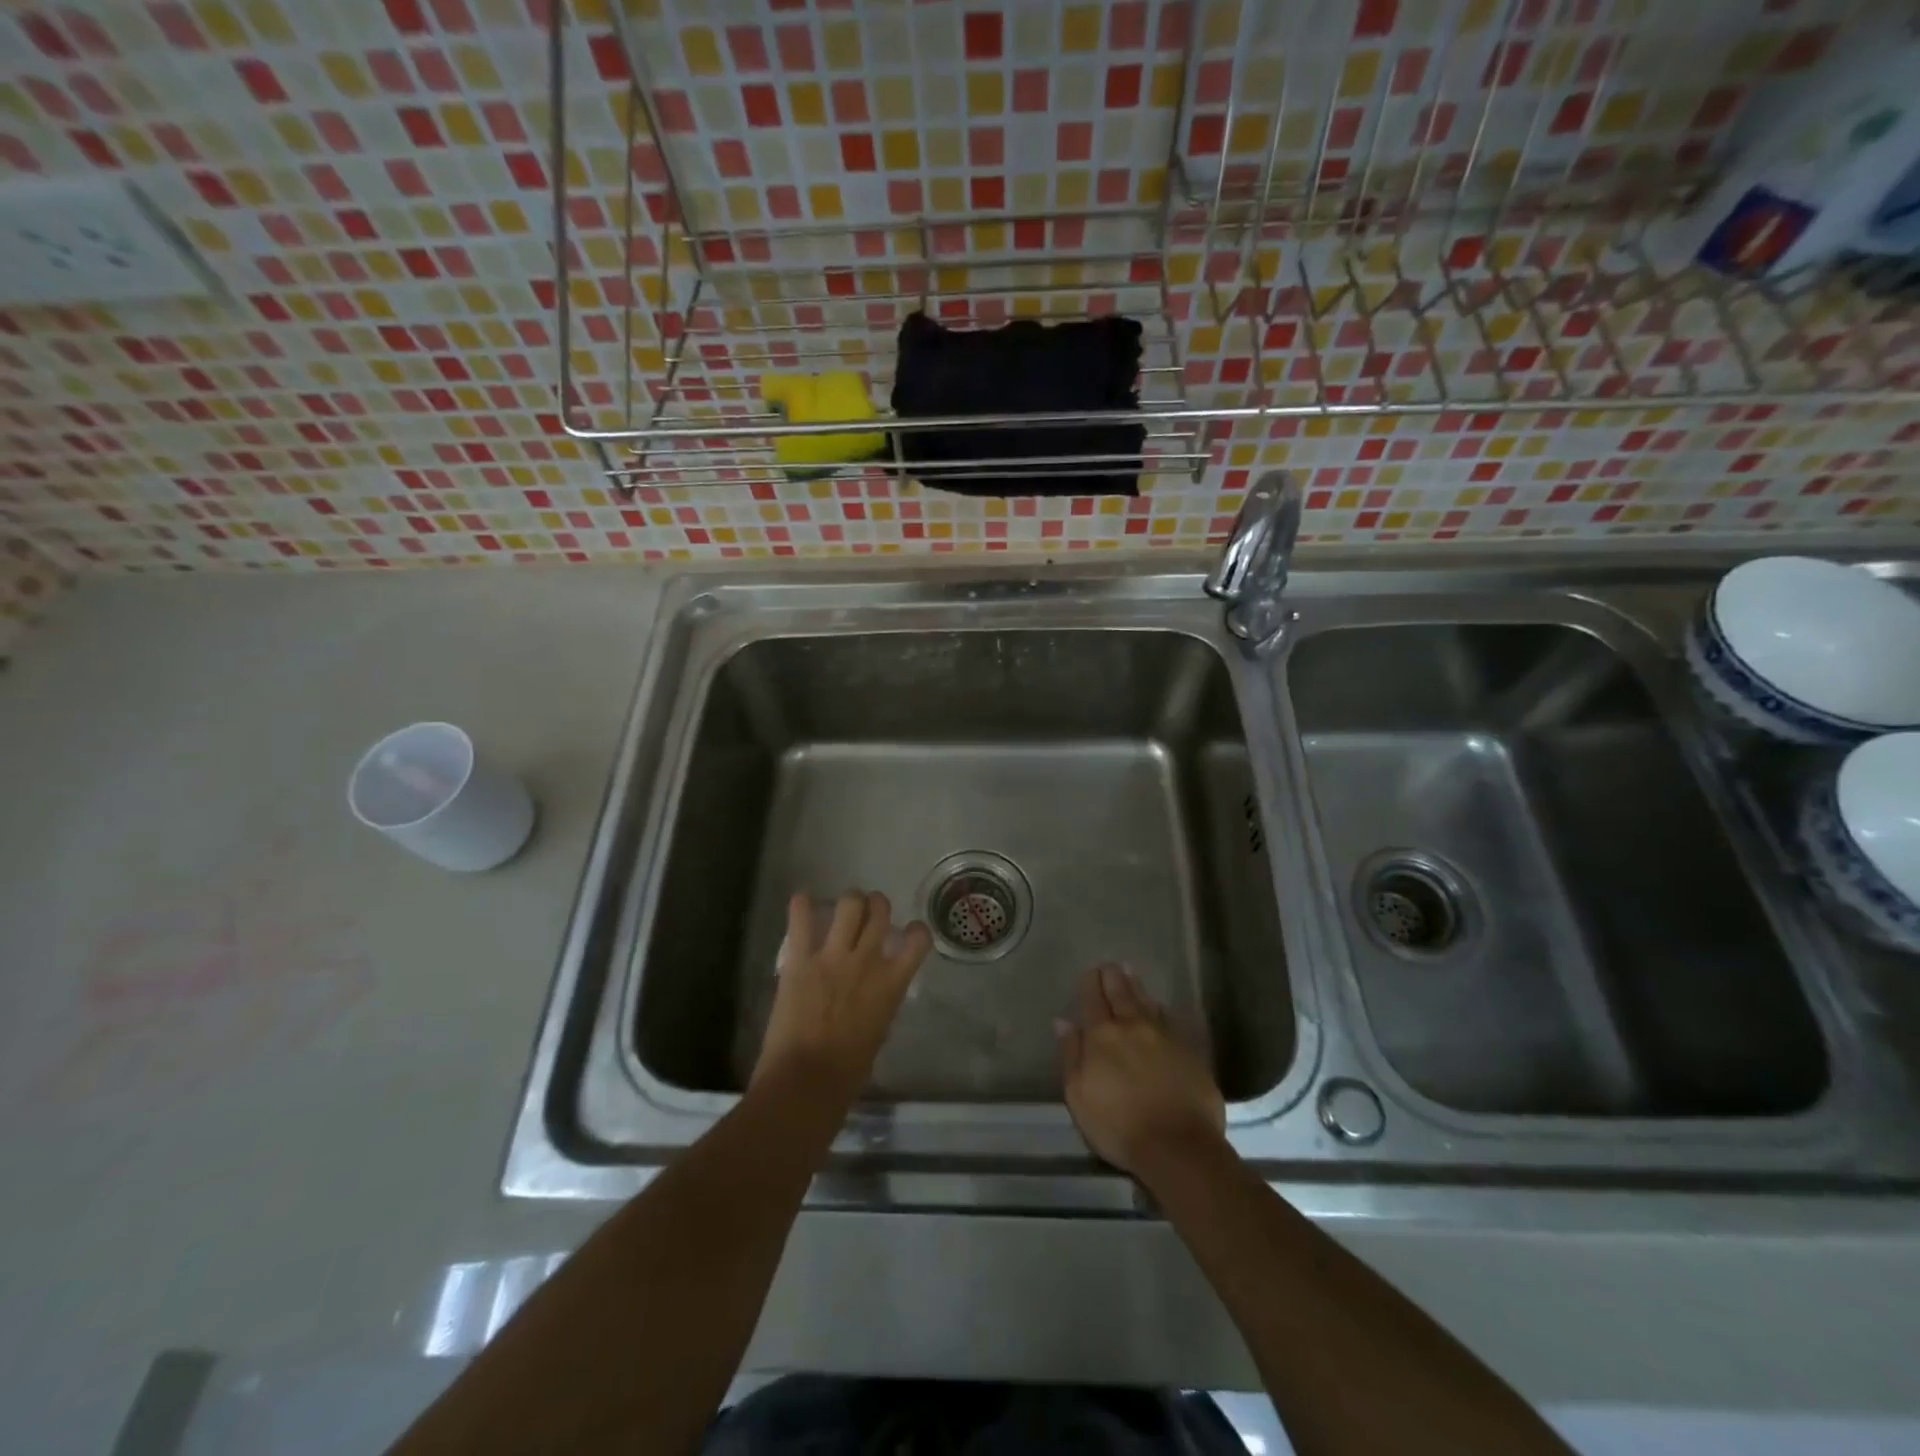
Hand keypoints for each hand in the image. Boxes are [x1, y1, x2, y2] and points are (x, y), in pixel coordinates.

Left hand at [755, 891, 931, 1107]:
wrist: (807, 1081)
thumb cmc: (848, 1072)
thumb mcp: (878, 1032)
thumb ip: (880, 1003)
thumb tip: (873, 994)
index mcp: (891, 984)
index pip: (918, 940)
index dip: (916, 930)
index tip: (908, 932)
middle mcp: (867, 961)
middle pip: (880, 910)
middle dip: (875, 905)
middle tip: (867, 913)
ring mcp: (833, 957)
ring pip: (849, 904)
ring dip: (848, 902)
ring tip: (841, 908)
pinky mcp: (800, 960)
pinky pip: (801, 921)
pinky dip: (800, 906)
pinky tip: (801, 901)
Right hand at [1056, 963, 1225, 1180]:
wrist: (1179, 1146)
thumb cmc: (1119, 1126)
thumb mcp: (1079, 1095)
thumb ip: (1071, 1055)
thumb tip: (1063, 1022)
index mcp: (1103, 1036)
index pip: (1094, 1000)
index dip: (1091, 983)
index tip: (1089, 972)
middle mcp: (1133, 1027)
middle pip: (1122, 994)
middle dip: (1113, 977)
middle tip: (1110, 964)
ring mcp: (1164, 1036)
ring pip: (1147, 1002)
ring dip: (1136, 986)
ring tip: (1130, 973)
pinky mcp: (1188, 1051)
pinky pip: (1169, 1020)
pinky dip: (1160, 1009)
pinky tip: (1159, 1007)